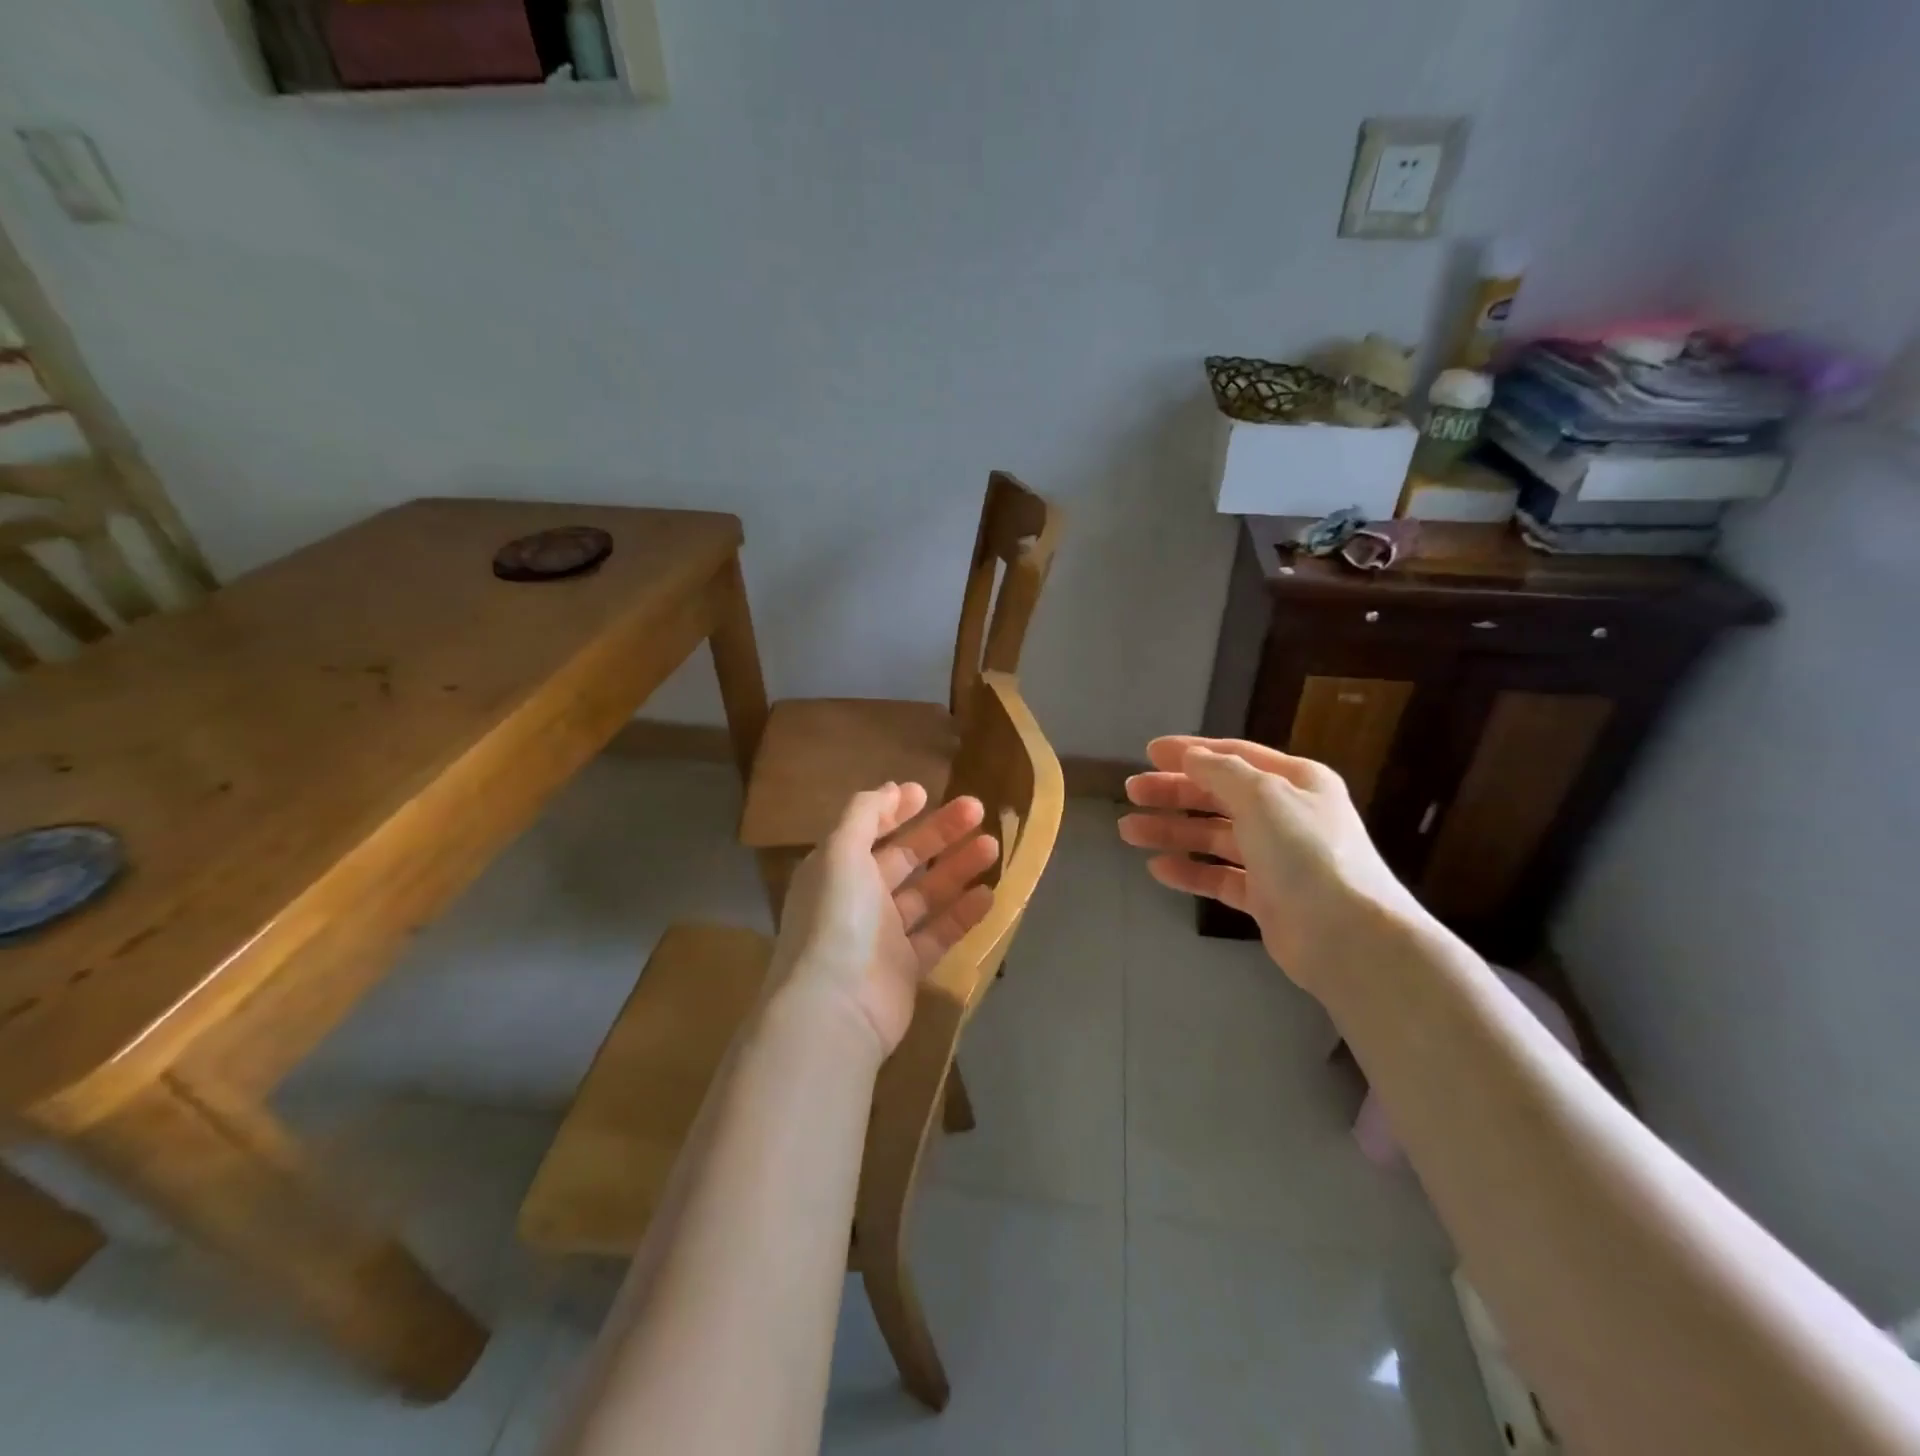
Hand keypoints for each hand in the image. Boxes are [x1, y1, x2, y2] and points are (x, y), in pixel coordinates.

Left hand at [772, 782, 999, 1056]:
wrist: (837, 1007)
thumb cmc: (838, 918)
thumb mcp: (841, 851)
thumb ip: (864, 813)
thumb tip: (891, 788)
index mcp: (837, 869)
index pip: (868, 830)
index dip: (895, 810)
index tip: (927, 793)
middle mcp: (858, 898)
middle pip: (904, 858)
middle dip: (939, 832)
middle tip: (977, 809)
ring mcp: (883, 935)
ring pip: (927, 894)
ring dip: (958, 868)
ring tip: (993, 845)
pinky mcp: (907, 968)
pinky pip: (939, 933)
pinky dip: (963, 914)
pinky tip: (990, 894)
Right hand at [1118, 736, 1426, 994]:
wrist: (1347, 936)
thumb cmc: (1305, 853)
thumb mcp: (1262, 796)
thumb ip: (1221, 771)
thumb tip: (1191, 756)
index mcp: (1295, 781)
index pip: (1234, 756)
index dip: (1190, 751)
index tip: (1148, 752)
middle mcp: (1286, 815)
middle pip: (1219, 795)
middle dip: (1174, 791)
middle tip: (1131, 792)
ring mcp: (1276, 858)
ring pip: (1214, 836)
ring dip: (1172, 831)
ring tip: (1129, 830)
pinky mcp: (1265, 897)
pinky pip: (1219, 876)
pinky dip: (1190, 870)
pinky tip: (1158, 868)